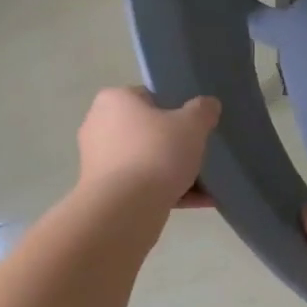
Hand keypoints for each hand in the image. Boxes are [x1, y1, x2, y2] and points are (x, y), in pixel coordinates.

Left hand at [77, 88, 219, 208]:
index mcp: (114, 101)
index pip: (150, 97)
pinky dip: (166, 191)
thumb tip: (208, 104)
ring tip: (205, 185)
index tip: (194, 127)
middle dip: (174, 145)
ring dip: (173, 172)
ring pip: (146, 161)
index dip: (176, 110)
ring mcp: (98, 161)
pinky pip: (141, 186)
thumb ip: (203, 110)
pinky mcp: (104, 191)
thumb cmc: (156, 154)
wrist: (125, 209)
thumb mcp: (192, 125)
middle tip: (199, 154)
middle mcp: (99, 126)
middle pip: (148, 132)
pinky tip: (198, 202)